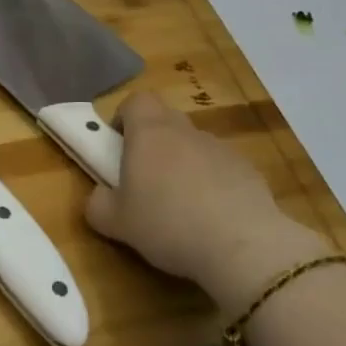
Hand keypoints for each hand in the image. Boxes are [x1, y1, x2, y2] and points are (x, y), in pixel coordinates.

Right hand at [86, 91, 330, 309]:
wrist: (241, 244)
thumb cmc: (167, 224)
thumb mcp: (116, 223)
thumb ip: (98, 204)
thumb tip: (99, 197)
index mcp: (149, 132)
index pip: (136, 100)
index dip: (125, 117)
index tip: (119, 145)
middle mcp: (185, 131)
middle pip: (165, 120)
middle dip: (152, 143)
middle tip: (144, 181)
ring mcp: (220, 148)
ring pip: (193, 146)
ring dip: (183, 165)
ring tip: (180, 208)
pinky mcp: (247, 170)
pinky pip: (220, 168)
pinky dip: (212, 184)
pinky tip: (212, 220)